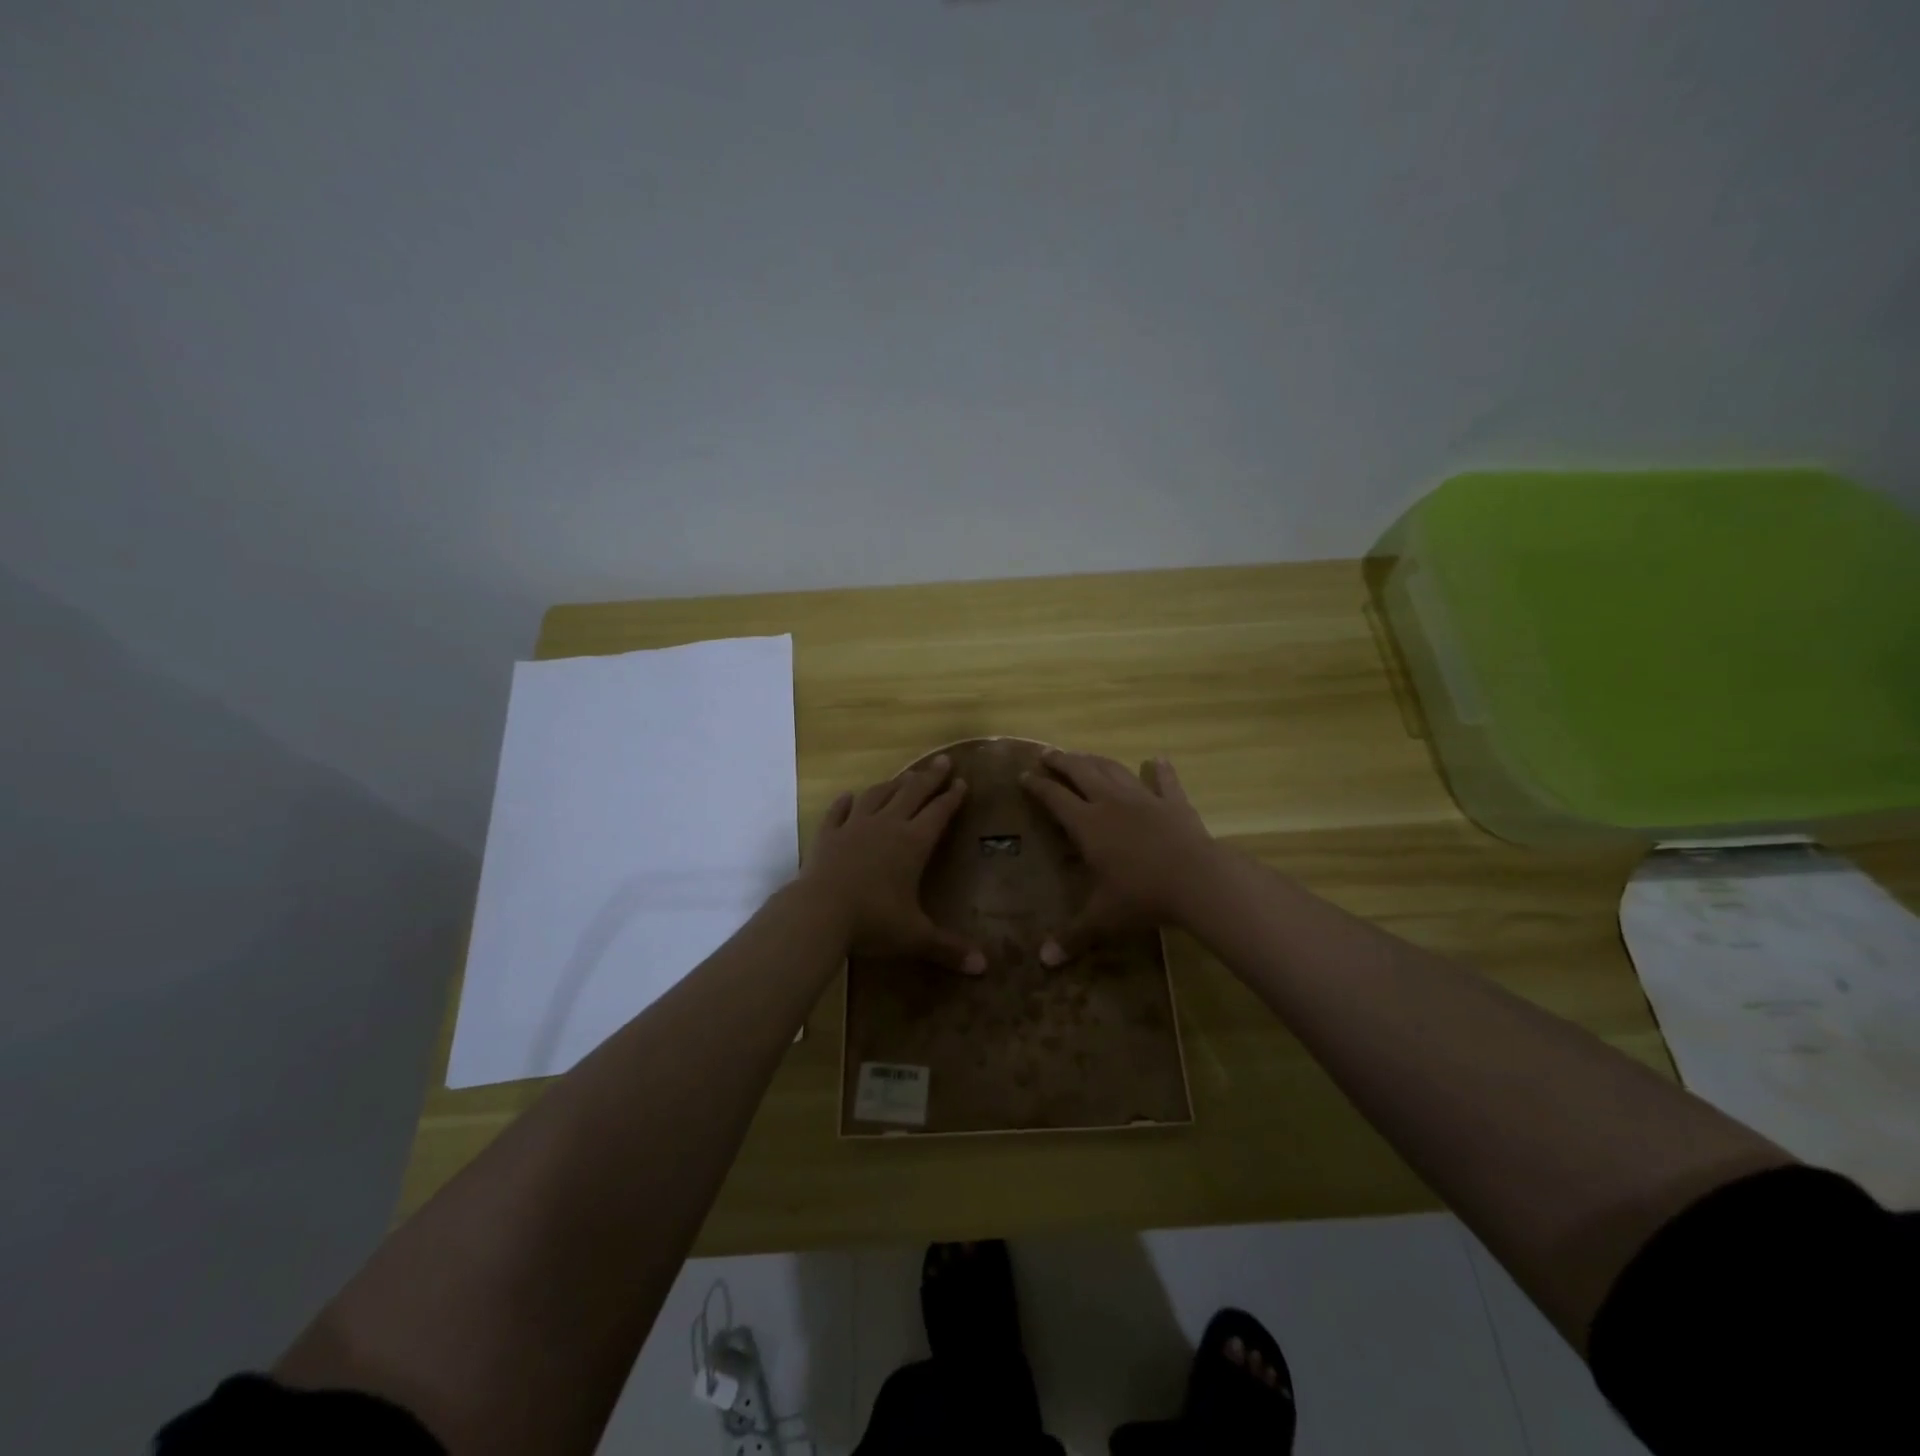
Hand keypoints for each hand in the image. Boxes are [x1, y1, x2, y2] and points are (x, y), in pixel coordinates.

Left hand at [801, 755, 987, 975]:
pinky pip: (839, 811)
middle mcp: (887, 826)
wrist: (819, 912)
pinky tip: (850, 796)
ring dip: (893, 784)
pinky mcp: (828, 834)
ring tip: (903, 776)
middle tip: (943, 761)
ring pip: (877, 795)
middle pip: (912, 793)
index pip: (939, 813)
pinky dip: (846, 802)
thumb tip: (983, 968)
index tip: (962, 782)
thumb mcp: (915, 936)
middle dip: (930, 777)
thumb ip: (948, 948)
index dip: (952, 797)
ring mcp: (854, 827)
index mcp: (913, 844)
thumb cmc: (873, 921)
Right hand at [1020, 750, 1217, 964]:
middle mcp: (1111, 803)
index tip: (1023, 775)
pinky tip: (1157, 759)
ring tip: (1085, 755)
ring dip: (1097, 760)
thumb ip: (1073, 935)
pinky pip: (1166, 782)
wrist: (1197, 880)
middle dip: (1062, 761)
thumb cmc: (1142, 896)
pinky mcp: (1175, 804)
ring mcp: (1145, 799)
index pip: (1054, 798)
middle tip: (1048, 753)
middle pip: (1081, 772)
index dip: (1037, 786)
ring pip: (1115, 771)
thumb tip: (1044, 962)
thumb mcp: (1103, 918)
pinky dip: (1161, 770)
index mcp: (1087, 824)